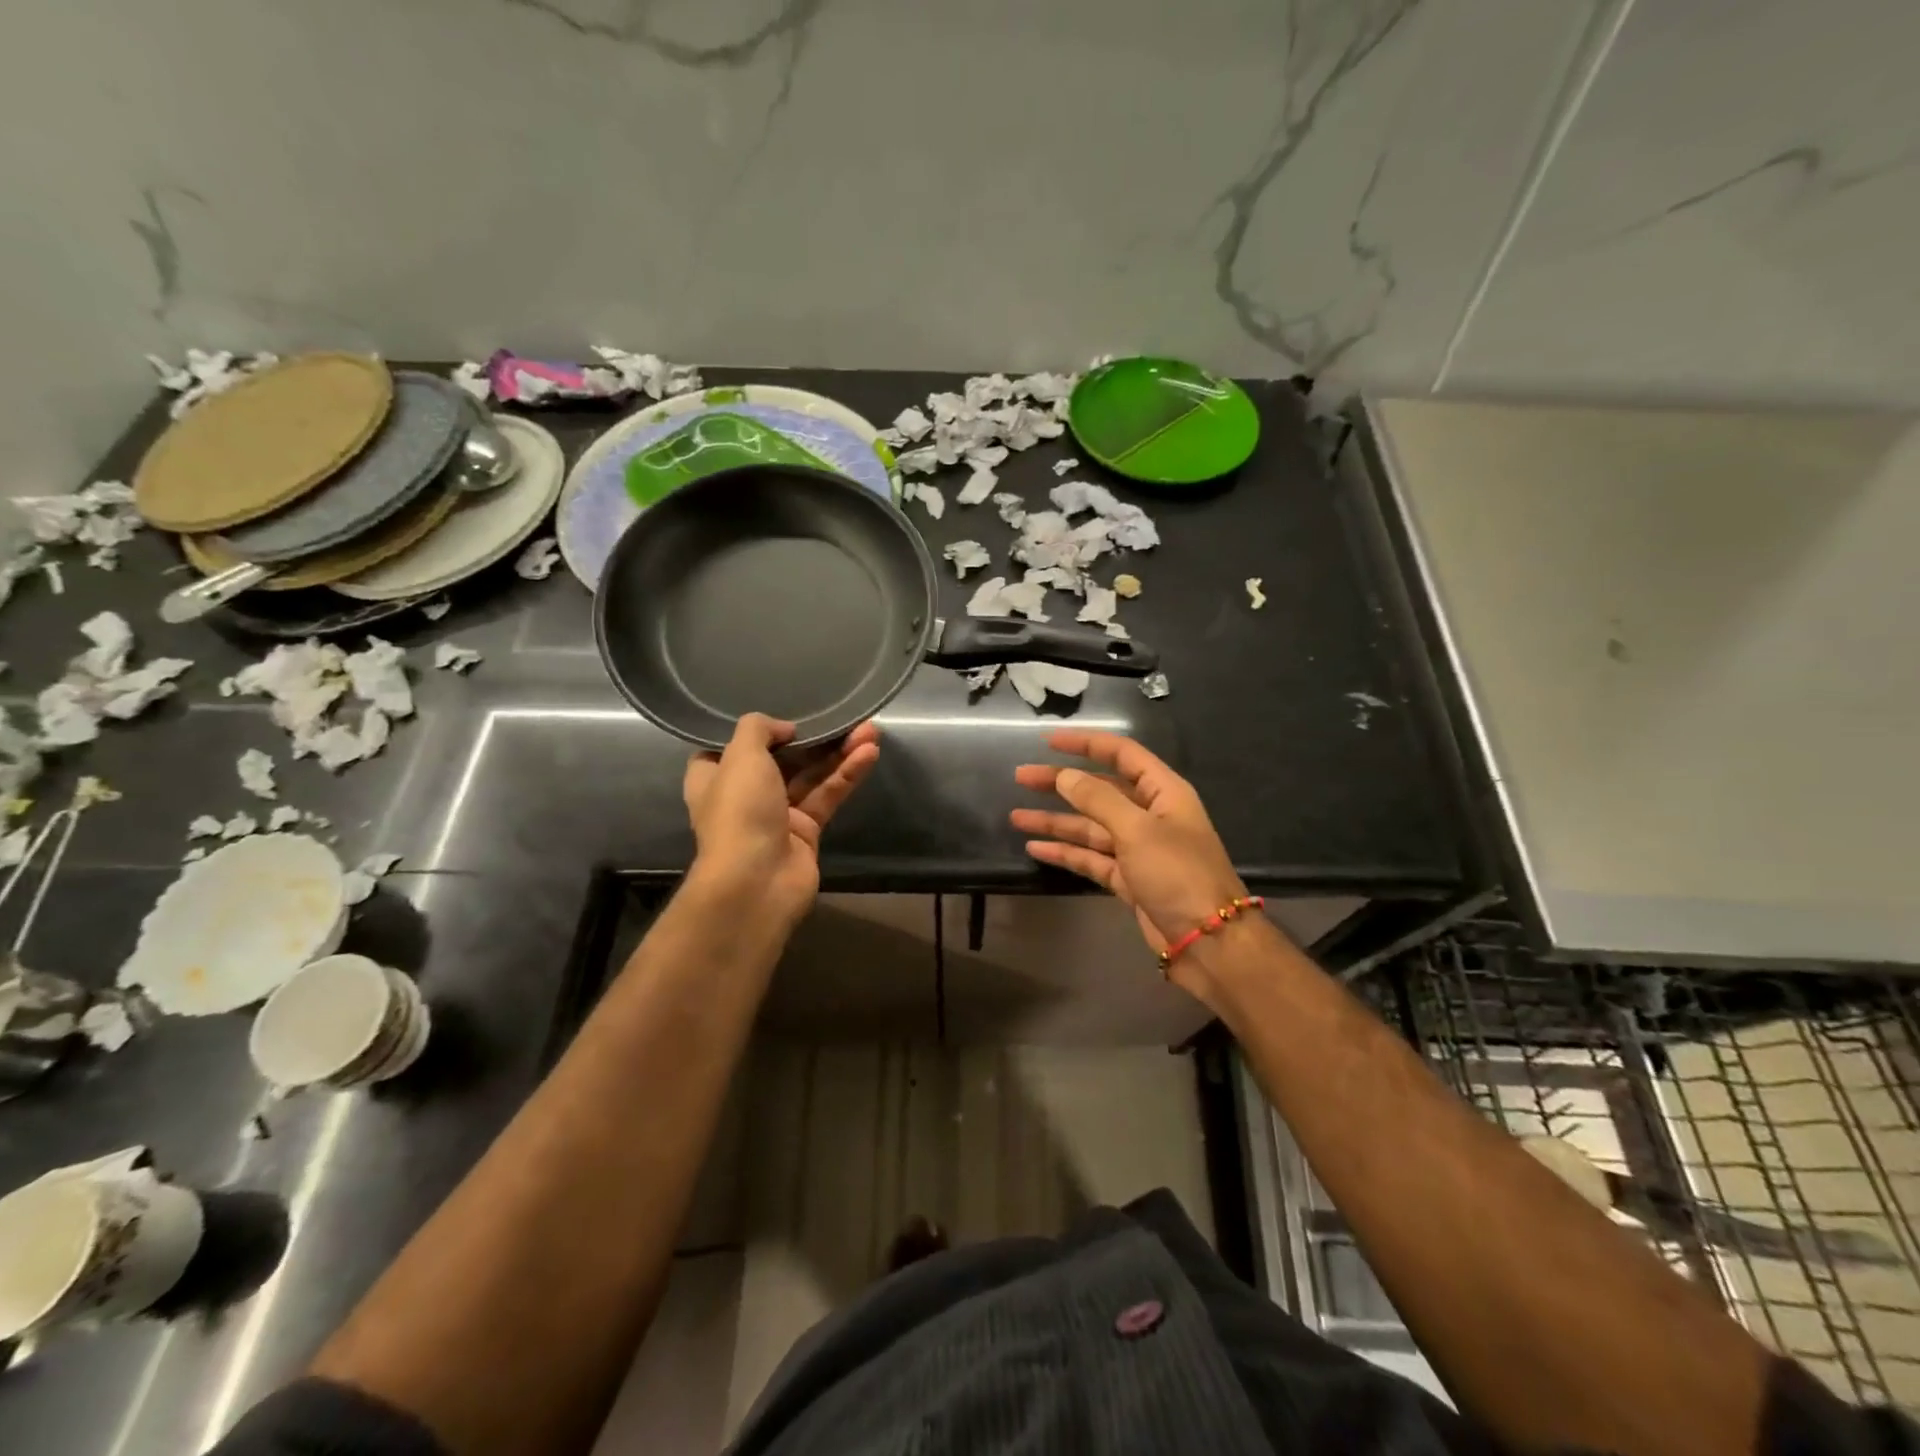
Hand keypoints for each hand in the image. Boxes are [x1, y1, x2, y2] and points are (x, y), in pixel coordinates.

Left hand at [684, 714, 879, 924]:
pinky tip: (870, 753)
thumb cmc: (740, 812)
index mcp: (714, 778)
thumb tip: (784, 728)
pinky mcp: (807, 831)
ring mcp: (777, 814)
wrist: (757, 881)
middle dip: (812, 737)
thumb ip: (758, 729)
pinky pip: (828, 795)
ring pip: (811, 775)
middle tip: (842, 716)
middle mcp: (744, 794)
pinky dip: (847, 775)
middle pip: (781, 758)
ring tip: (870, 730)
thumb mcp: (741, 756)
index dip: (754, 730)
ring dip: (839, 753)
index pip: (729, 747)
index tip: (780, 712)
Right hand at [1012, 730, 1247, 970]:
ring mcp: (1138, 849)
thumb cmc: (1178, 874)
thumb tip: (1064, 775)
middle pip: (1099, 790)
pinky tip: (1036, 847)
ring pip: (1090, 827)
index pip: (1122, 754)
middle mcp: (1151, 815)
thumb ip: (1098, 799)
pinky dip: (1066, 852)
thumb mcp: (1138, 830)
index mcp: (1163, 792)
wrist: (1209, 941)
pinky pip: (1091, 858)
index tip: (1048, 741)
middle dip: (1061, 783)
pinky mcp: (1128, 879)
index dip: (1086, 744)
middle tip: (1021, 778)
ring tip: (1016, 816)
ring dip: (1055, 821)